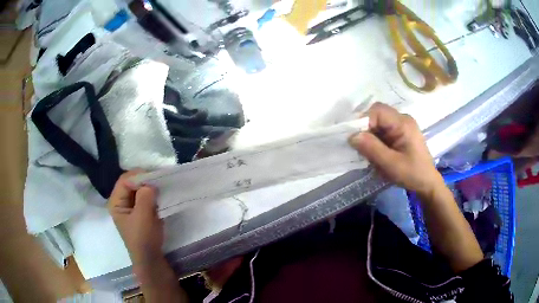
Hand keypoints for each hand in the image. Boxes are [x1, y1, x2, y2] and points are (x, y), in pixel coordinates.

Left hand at [108, 171, 163, 267]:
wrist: (150, 258)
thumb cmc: (143, 238)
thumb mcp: (142, 217)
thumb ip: (145, 197)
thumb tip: (151, 183)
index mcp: (116, 202)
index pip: (125, 180)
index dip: (138, 176)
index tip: (154, 177)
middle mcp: (121, 202)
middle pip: (132, 183)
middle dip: (145, 181)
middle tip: (159, 182)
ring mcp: (131, 207)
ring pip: (139, 190)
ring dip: (150, 188)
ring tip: (161, 189)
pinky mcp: (140, 212)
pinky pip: (145, 198)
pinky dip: (152, 196)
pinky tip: (160, 197)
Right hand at [349, 103, 442, 195]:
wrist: (427, 183)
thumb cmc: (412, 174)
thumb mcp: (391, 164)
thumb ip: (372, 148)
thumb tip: (352, 135)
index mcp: (403, 123)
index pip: (377, 111)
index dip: (364, 121)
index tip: (357, 139)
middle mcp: (402, 119)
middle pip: (377, 114)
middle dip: (366, 128)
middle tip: (361, 146)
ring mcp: (402, 125)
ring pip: (378, 121)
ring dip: (370, 134)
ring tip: (368, 151)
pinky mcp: (400, 132)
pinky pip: (383, 128)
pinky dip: (375, 138)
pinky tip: (376, 151)